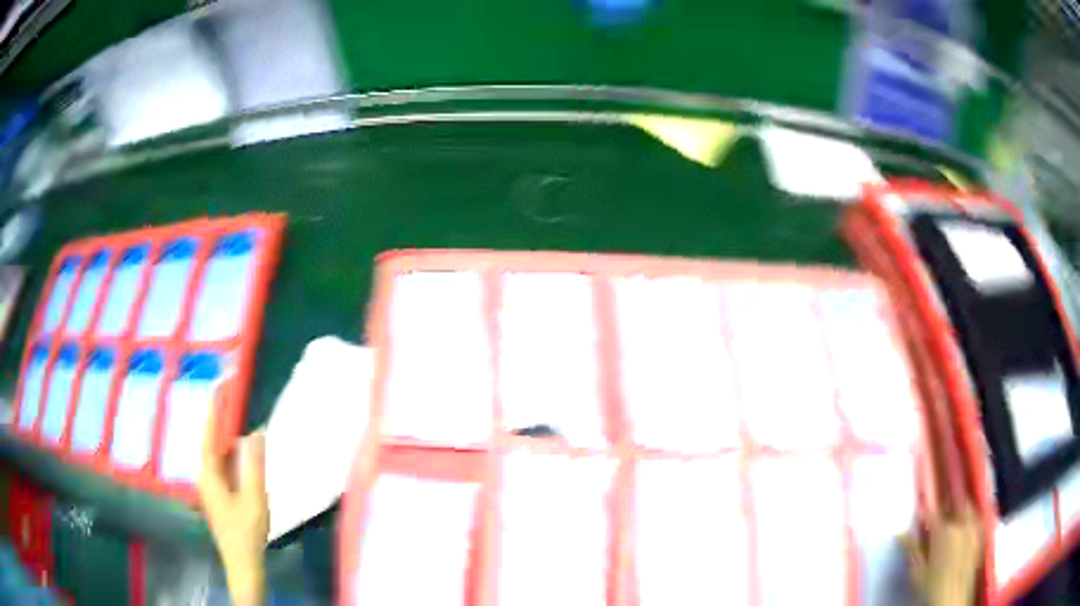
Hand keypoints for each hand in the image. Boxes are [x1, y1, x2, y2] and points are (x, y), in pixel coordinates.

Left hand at [199, 380, 268, 605]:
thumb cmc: (246, 531)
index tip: (219, 387)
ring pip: (220, 459)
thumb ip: (254, 465)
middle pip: (213, 445)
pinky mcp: (220, 498)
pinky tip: (248, 465)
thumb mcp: (254, 498)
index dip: (214, 410)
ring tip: (248, 435)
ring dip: (232, 445)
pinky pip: (225, 470)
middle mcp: (206, 477)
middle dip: (225, 426)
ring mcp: (212, 489)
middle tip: (237, 406)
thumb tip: (255, 433)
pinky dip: (235, 461)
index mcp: (209, 474)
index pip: (209, 435)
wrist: (243, 563)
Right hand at [903, 507, 983, 605]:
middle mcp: (960, 525)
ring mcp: (972, 529)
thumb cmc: (932, 588)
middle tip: (934, 519)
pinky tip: (963, 526)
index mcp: (943, 531)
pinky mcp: (979, 536)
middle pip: (951, 507)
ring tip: (949, 519)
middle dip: (942, 510)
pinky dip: (968, 518)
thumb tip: (900, 534)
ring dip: (956, 510)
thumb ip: (911, 549)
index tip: (917, 515)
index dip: (923, 514)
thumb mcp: (917, 572)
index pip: (931, 514)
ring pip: (965, 509)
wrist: (951, 599)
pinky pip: (975, 519)